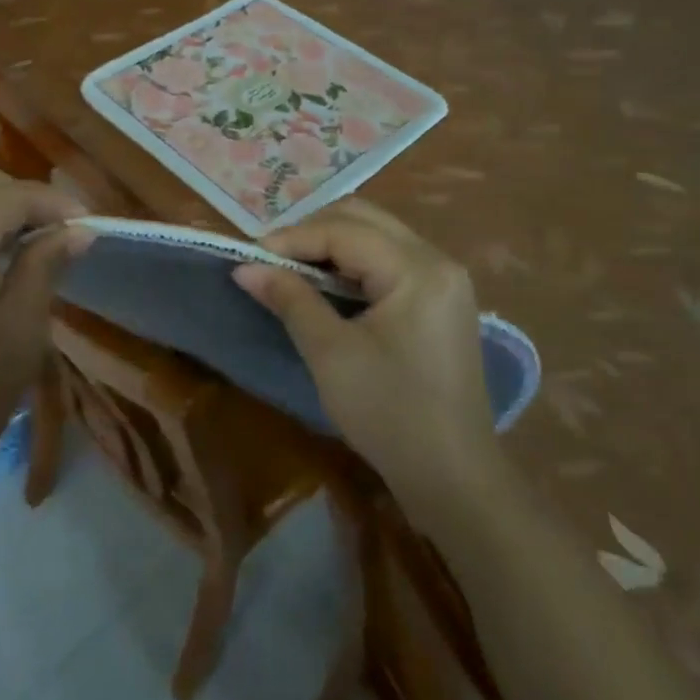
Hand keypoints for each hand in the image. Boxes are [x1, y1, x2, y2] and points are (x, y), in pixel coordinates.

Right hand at [233, 200, 499, 504]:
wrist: (455, 480)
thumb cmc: (390, 415)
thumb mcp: (331, 354)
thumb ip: (290, 299)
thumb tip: (244, 266)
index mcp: (418, 270)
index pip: (344, 230)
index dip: (293, 238)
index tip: (251, 256)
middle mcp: (437, 260)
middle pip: (364, 219)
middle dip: (312, 231)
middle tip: (271, 258)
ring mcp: (444, 279)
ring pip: (376, 234)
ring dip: (331, 242)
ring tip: (291, 267)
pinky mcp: (441, 299)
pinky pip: (389, 258)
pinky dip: (352, 261)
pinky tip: (326, 282)